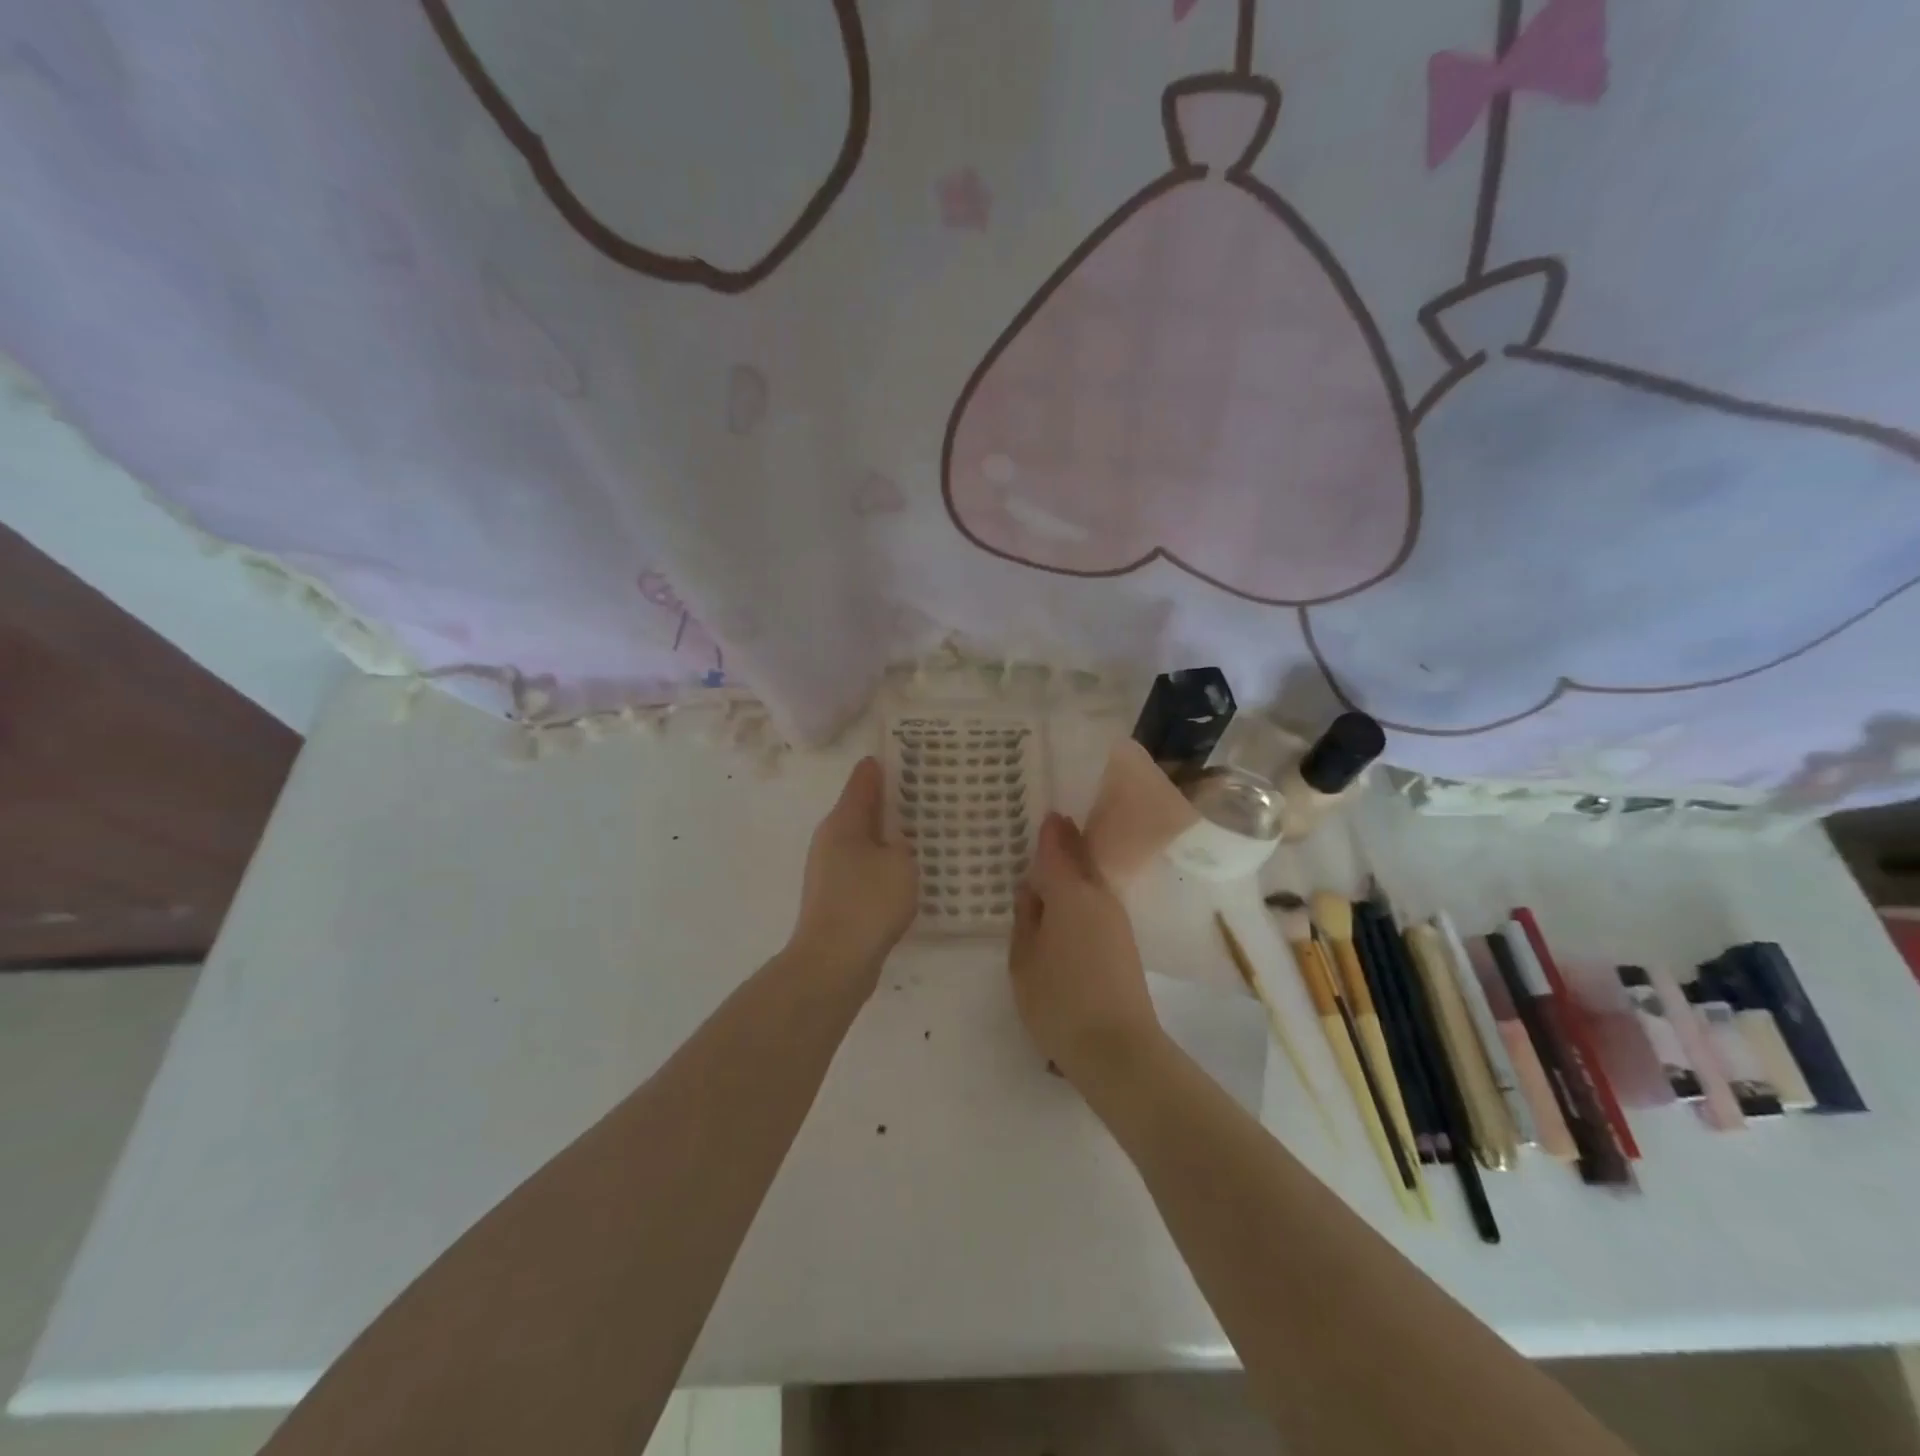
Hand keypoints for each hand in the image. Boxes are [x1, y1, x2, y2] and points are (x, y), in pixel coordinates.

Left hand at [787, 757, 918, 990]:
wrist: (833, 962)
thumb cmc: (868, 903)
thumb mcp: (899, 863)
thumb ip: (902, 844)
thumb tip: (893, 841)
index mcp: (843, 822)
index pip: (863, 781)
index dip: (882, 766)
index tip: (904, 754)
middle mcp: (830, 840)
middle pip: (861, 810)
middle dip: (889, 802)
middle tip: (923, 793)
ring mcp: (829, 870)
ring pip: (863, 841)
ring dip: (886, 836)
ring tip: (920, 833)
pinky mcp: (835, 897)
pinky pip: (863, 869)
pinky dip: (882, 864)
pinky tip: (905, 874)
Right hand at [1009, 813, 1163, 1084]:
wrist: (1118, 1049)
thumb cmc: (1059, 1001)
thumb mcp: (1024, 960)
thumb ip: (1026, 919)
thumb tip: (1031, 890)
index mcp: (1071, 893)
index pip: (1058, 848)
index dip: (1050, 831)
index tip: (1045, 814)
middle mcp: (1099, 896)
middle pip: (1082, 860)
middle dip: (1066, 844)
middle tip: (1048, 831)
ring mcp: (1116, 920)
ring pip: (1092, 881)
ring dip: (1075, 870)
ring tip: (1051, 868)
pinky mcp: (1124, 942)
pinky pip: (1098, 902)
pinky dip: (1082, 894)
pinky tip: (1066, 907)